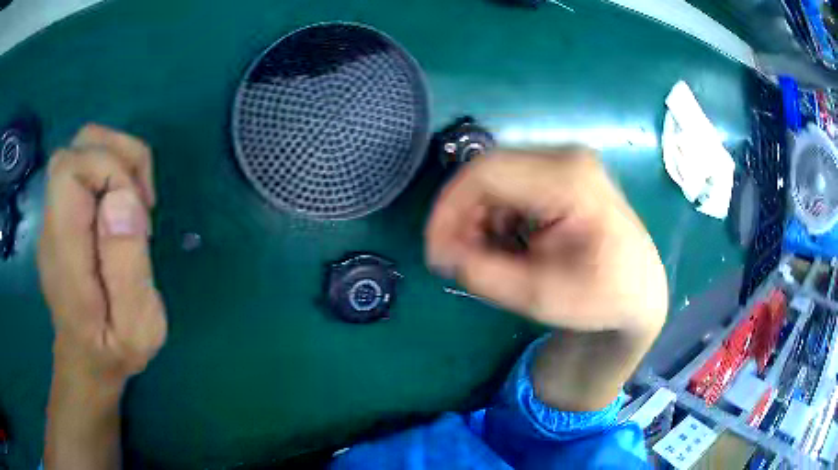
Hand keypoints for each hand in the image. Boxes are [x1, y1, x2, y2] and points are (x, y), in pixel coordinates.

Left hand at [38, 124, 165, 385]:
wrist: (86, 362)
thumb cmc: (114, 353)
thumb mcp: (137, 328)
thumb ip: (127, 267)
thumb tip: (123, 200)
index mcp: (63, 251)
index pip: (71, 169)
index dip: (112, 171)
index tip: (140, 211)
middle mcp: (51, 223)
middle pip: (75, 147)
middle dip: (118, 156)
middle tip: (142, 201)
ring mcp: (54, 217)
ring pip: (80, 148)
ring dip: (117, 160)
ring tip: (135, 204)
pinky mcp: (62, 217)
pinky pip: (83, 170)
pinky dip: (110, 174)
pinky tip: (121, 212)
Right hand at [425, 149, 667, 334]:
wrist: (639, 288)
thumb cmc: (600, 297)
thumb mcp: (538, 297)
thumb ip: (483, 273)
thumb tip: (442, 252)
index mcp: (569, 180)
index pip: (485, 174)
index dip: (448, 210)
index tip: (436, 252)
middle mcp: (567, 157)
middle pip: (488, 172)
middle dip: (461, 215)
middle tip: (454, 258)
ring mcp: (567, 161)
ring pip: (496, 176)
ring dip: (478, 215)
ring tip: (483, 255)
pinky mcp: (564, 171)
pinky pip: (512, 182)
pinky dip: (496, 213)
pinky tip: (505, 242)